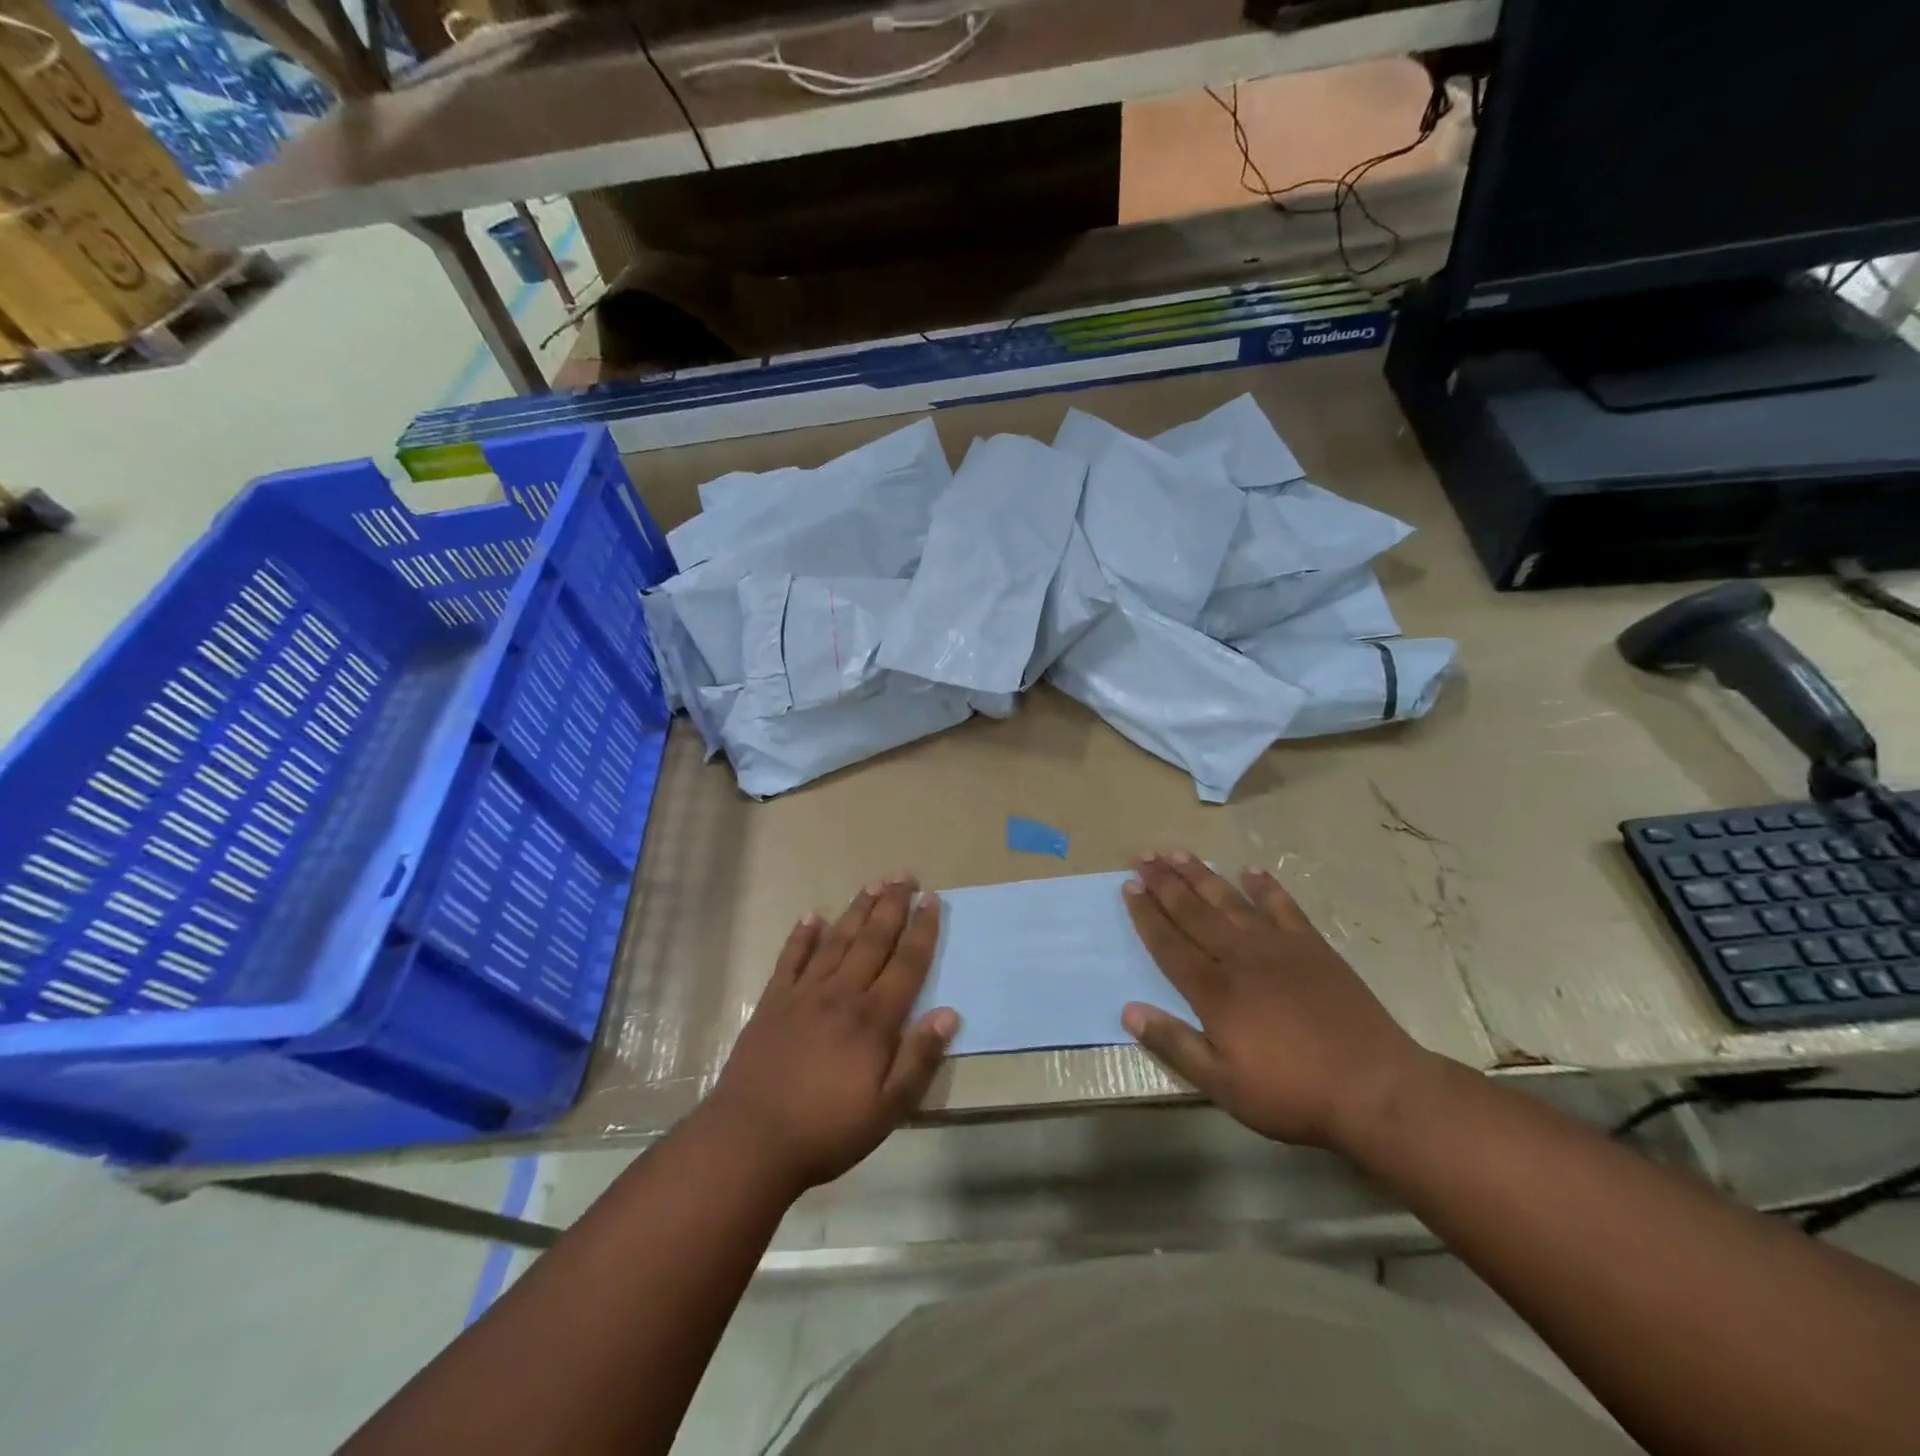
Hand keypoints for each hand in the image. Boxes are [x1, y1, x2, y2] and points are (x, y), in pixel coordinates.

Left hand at [703, 875, 958, 1194]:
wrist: (750, 1140)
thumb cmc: (827, 1130)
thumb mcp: (888, 1109)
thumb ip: (919, 1059)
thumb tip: (950, 1012)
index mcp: (873, 1019)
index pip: (906, 964)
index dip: (922, 930)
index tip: (932, 899)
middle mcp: (841, 994)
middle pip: (873, 940)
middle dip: (892, 906)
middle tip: (905, 875)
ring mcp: (803, 994)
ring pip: (837, 941)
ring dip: (857, 910)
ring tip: (873, 884)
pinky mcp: (773, 1002)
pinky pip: (791, 959)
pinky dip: (802, 935)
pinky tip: (812, 915)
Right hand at [1121, 852, 1437, 1152]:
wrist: (1375, 1087)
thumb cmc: (1292, 1092)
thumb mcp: (1223, 1083)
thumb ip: (1174, 1044)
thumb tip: (1128, 1010)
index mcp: (1214, 990)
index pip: (1169, 944)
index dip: (1146, 915)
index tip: (1129, 886)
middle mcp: (1240, 958)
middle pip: (1194, 912)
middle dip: (1166, 883)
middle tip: (1144, 856)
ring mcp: (1279, 948)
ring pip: (1230, 901)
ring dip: (1202, 876)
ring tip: (1179, 853)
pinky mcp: (1313, 948)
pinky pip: (1283, 908)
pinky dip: (1265, 888)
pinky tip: (1250, 871)